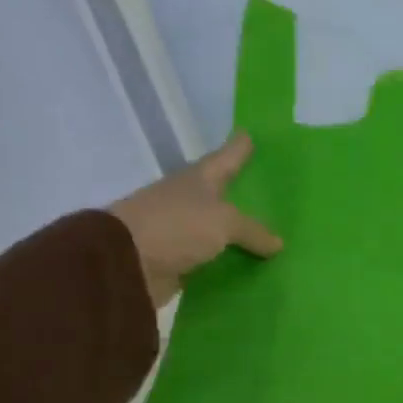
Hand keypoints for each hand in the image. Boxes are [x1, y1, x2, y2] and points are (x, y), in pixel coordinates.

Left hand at [108, 133, 281, 307]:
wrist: (125, 264)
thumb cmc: (176, 226)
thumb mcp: (223, 222)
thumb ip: (253, 231)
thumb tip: (277, 243)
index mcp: (199, 179)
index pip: (226, 157)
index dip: (239, 147)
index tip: (251, 135)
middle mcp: (190, 200)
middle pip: (224, 194)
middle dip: (245, 194)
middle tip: (274, 194)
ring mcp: (183, 230)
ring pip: (221, 229)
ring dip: (240, 234)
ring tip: (273, 237)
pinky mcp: (180, 260)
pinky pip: (214, 259)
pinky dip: (231, 262)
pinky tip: (254, 267)